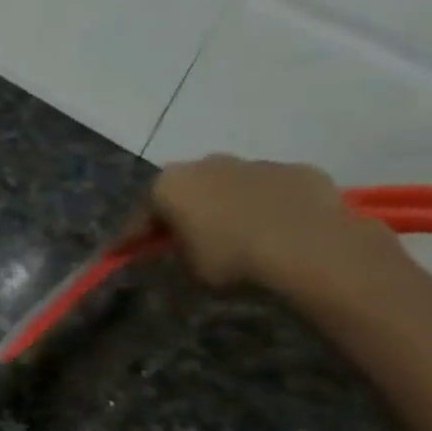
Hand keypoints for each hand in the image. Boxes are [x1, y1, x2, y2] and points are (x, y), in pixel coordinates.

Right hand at [143, 154, 399, 291]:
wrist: (310, 247)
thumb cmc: (231, 259)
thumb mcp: (186, 267)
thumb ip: (174, 251)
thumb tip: (177, 246)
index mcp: (170, 185)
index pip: (140, 215)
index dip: (130, 238)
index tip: (121, 254)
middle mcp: (207, 163)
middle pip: (185, 189)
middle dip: (180, 211)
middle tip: (179, 238)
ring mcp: (255, 163)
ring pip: (228, 185)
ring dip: (224, 205)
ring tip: (233, 234)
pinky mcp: (296, 170)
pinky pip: (269, 190)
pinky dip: (264, 206)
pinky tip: (273, 230)